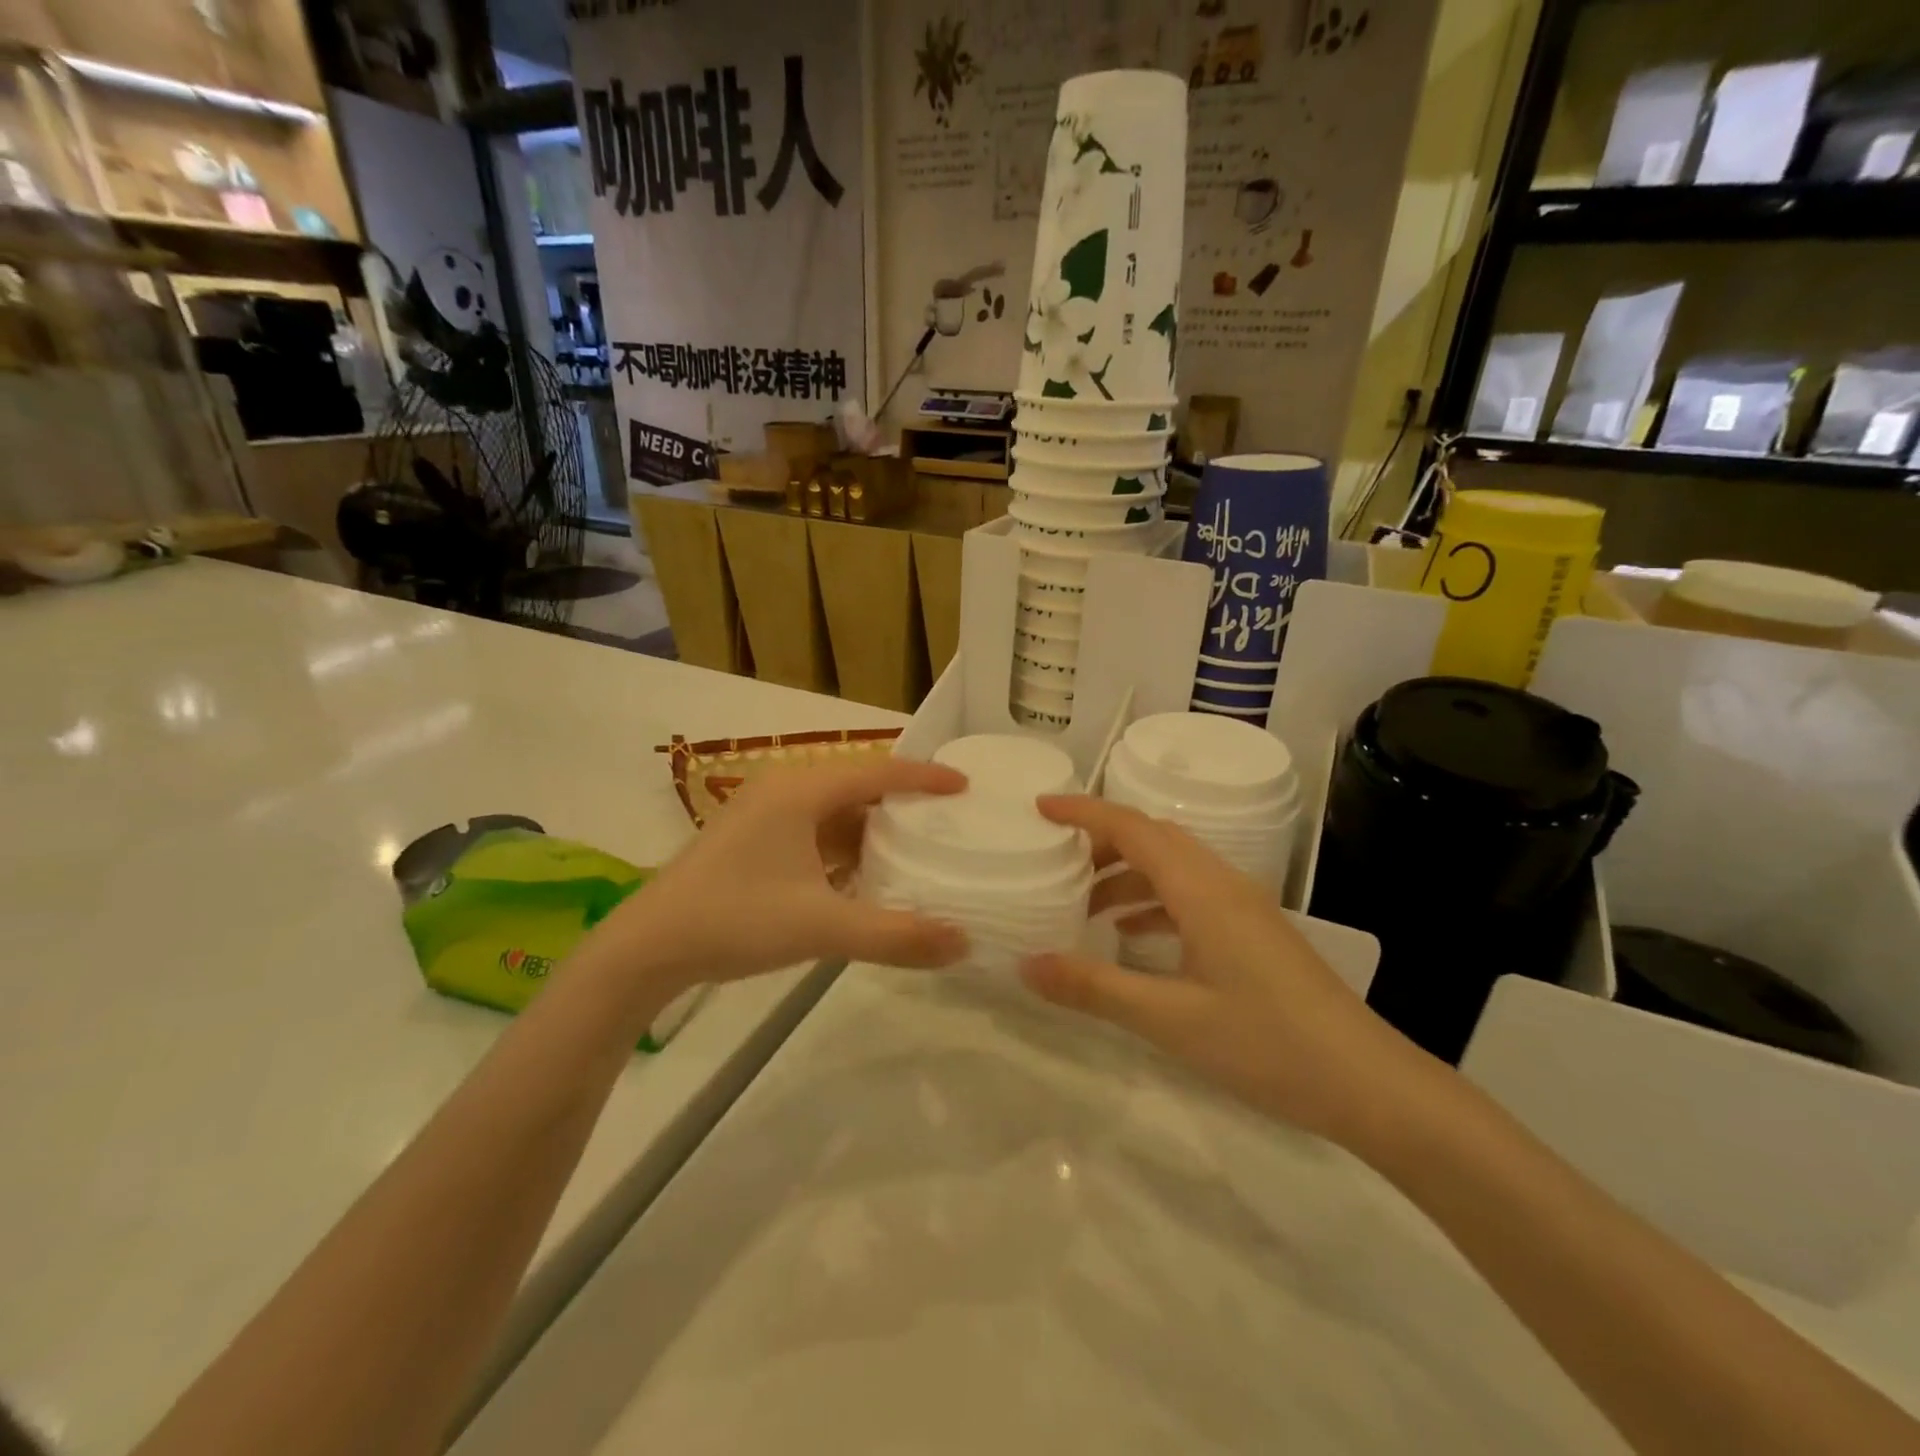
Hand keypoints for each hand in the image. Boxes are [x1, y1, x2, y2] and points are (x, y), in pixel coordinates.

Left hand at [600, 758, 969, 991]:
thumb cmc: (735, 920)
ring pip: (833, 811)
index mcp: (800, 791)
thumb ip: (895, 935)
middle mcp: (783, 790)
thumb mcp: (821, 927)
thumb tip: (963, 943)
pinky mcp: (752, 841)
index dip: (924, 778)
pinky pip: (813, 832)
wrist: (648, 947)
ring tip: (916, 848)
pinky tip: (865, 876)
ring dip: (872, 828)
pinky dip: (844, 848)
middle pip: (857, 786)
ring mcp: (763, 815)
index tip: (965, 784)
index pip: (877, 772)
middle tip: (947, 820)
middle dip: (902, 802)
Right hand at [1021, 796, 1431, 1147]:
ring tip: (1084, 907)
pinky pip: (1191, 895)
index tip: (1039, 807)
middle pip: (1153, 838)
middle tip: (1055, 861)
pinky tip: (1134, 937)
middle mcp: (1222, 883)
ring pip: (1173, 867)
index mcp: (1201, 889)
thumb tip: (1026, 965)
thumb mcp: (1170, 1019)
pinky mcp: (1253, 932)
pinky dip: (1153, 901)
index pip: (1132, 828)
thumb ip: (1094, 988)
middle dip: (1100, 841)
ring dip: (1126, 874)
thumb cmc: (1267, 1044)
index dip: (1083, 811)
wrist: (1369, 1083)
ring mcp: (1243, 907)